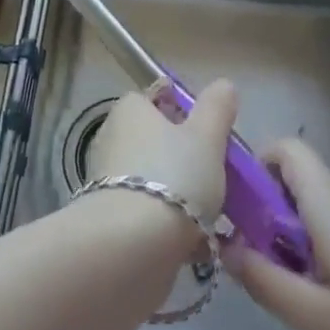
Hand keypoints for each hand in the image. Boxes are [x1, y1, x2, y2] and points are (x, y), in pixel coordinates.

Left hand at [85, 80, 234, 233]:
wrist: (132, 244)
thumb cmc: (174, 176)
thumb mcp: (206, 136)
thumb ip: (217, 108)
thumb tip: (223, 85)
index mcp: (130, 110)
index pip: (155, 98)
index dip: (183, 111)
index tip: (208, 133)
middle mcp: (112, 137)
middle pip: (156, 140)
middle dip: (184, 157)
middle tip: (216, 176)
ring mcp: (106, 178)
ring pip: (153, 178)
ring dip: (179, 193)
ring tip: (212, 215)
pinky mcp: (109, 215)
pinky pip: (146, 210)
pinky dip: (168, 221)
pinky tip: (194, 241)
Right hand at [227, 139, 329, 329]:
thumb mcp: (317, 319)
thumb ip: (263, 280)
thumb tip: (226, 247)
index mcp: (329, 201)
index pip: (285, 149)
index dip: (256, 168)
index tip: (243, 214)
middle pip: (300, 184)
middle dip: (274, 219)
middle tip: (272, 273)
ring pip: (325, 210)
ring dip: (304, 241)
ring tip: (312, 300)